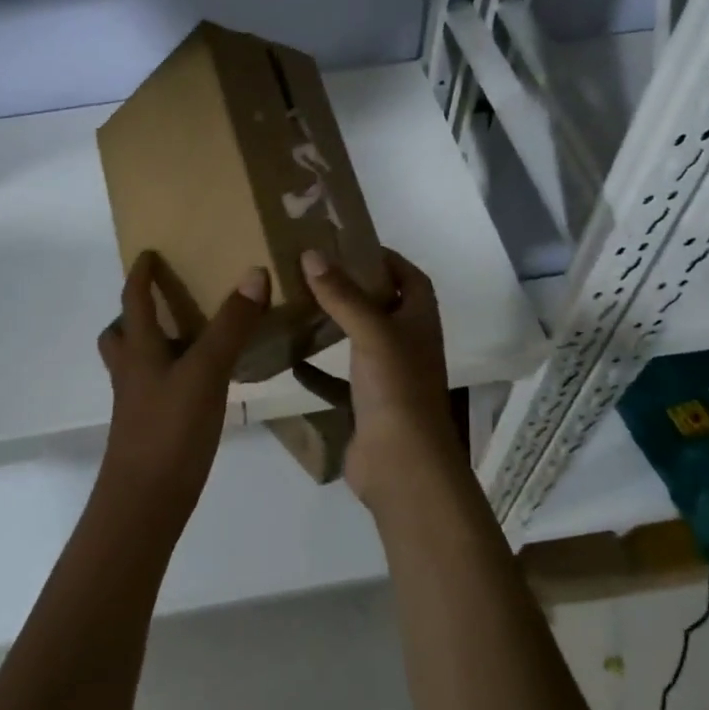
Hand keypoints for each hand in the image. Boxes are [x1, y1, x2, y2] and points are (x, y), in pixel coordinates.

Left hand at [95, 253, 268, 540]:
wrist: (144, 504)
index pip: (133, 301)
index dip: (139, 275)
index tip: (147, 253)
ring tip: (188, 338)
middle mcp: (131, 372)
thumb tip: (254, 272)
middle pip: (120, 335)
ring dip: (151, 345)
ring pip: (135, 364)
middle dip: (134, 314)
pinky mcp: (150, 429)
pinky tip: (200, 384)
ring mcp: (137, 404)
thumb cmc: (170, 430)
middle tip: (164, 301)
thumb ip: (231, 325)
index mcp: (139, 350)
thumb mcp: (206, 372)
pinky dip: (171, 375)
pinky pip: (155, 388)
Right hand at [298, 248, 461, 512]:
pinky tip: (289, 358)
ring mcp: (387, 376)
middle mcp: (406, 344)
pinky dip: (316, 369)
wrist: (401, 465)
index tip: (349, 243)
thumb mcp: (371, 332)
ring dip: (333, 324)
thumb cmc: (396, 389)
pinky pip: (336, 378)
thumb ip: (342, 294)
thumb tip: (311, 254)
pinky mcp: (365, 403)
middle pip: (381, 305)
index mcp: (419, 320)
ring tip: (298, 303)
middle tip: (313, 270)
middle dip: (352, 287)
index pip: (410, 277)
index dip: (386, 258)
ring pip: (358, 341)